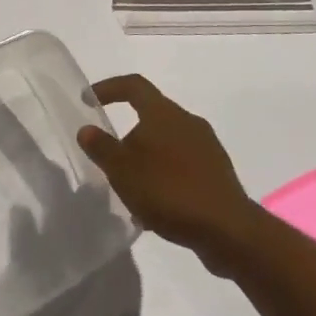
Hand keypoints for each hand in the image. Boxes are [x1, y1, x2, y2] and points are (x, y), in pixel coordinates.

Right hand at [78, 75, 259, 272]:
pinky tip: (157, 207)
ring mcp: (207, 147)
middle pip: (151, 116)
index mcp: (164, 113)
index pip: (134, 85)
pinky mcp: (217, 173)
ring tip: (132, 189)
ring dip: (147, 159)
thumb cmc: (169, 190)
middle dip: (129, 135)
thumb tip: (87, 129)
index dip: (109, 88)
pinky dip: (165, 177)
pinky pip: (183, 166)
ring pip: (167, 144)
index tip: (89, 100)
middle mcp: (188, 122)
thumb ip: (101, 147)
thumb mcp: (122, 170)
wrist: (228, 229)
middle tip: (111, 159)